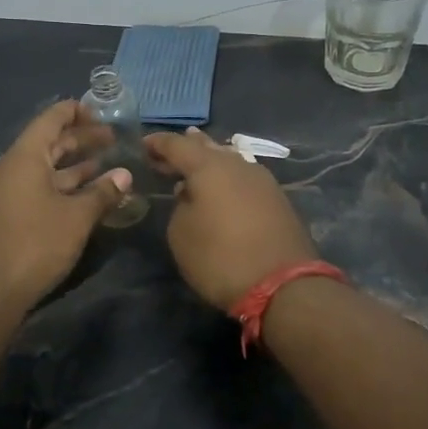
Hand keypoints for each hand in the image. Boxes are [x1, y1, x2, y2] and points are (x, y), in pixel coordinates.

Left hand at [0, 101, 131, 307]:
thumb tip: (124, 175)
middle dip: (81, 140)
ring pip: (45, 170)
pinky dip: (63, 187)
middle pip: (49, 144)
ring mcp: (6, 194)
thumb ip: (102, 193)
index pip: (50, 119)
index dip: (76, 111)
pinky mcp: (7, 216)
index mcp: (25, 157)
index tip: (102, 113)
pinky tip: (86, 197)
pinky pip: (38, 190)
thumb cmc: (35, 244)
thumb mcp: (76, 217)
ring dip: (75, 166)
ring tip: (107, 166)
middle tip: (113, 140)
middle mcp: (12, 169)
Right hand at [144, 128, 319, 309]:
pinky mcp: (278, 200)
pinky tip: (222, 188)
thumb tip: (190, 195)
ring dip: (210, 162)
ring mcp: (263, 181)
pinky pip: (244, 179)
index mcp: (209, 167)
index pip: (178, 145)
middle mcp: (238, 165)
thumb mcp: (181, 235)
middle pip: (208, 148)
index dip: (159, 143)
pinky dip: (228, 179)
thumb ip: (180, 206)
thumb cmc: (221, 258)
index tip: (144, 144)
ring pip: (230, 161)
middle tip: (166, 154)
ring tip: (195, 165)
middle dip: (186, 148)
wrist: (283, 285)